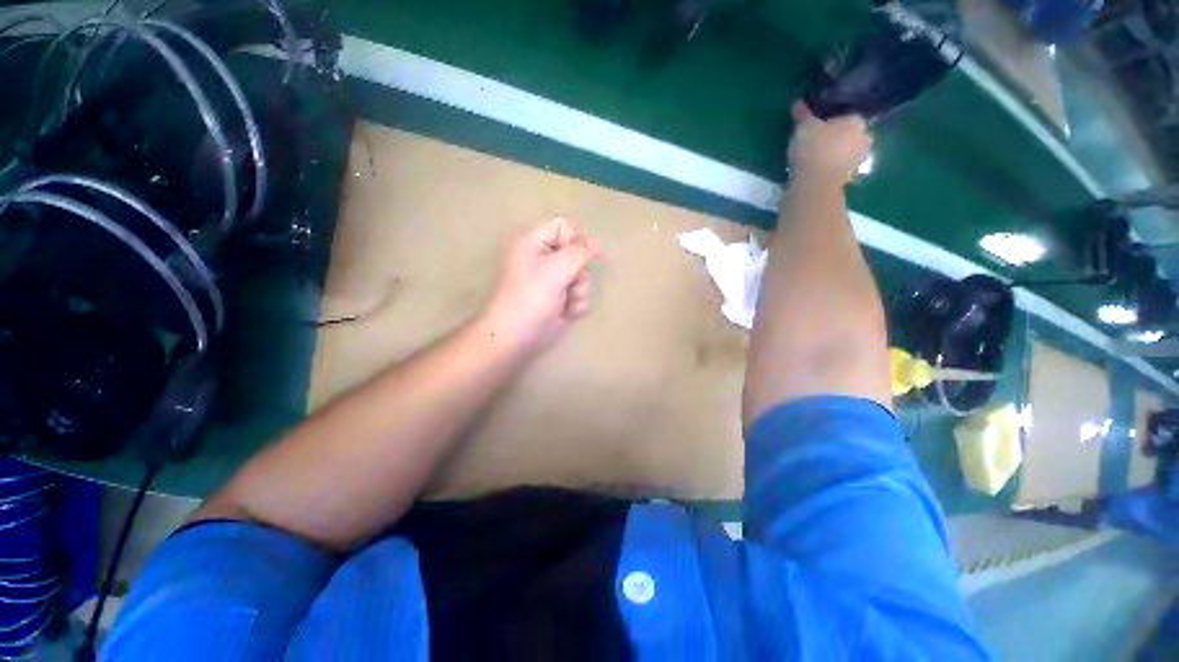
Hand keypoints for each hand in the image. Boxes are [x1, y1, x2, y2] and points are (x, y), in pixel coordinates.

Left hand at [481, 217, 600, 352]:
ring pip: (582, 277)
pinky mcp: (558, 301)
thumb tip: (598, 243)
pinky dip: (576, 305)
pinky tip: (567, 314)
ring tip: (567, 303)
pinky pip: (579, 295)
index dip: (576, 240)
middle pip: (577, 254)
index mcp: (532, 242)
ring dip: (579, 292)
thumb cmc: (531, 298)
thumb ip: (580, 252)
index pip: (564, 227)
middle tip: (569, 284)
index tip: (581, 258)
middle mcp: (542, 259)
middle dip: (579, 273)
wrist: (515, 338)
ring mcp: (551, 282)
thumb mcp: (556, 269)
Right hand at [787, 101, 872, 185]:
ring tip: (816, 158)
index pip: (848, 116)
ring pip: (846, 153)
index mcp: (857, 121)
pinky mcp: (848, 180)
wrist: (815, 183)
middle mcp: (864, 138)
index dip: (833, 121)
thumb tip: (798, 102)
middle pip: (849, 136)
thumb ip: (803, 115)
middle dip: (837, 138)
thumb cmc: (814, 148)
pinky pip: (838, 170)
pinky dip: (830, 170)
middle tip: (818, 142)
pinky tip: (817, 172)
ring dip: (835, 155)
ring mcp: (858, 161)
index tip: (818, 126)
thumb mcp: (804, 127)